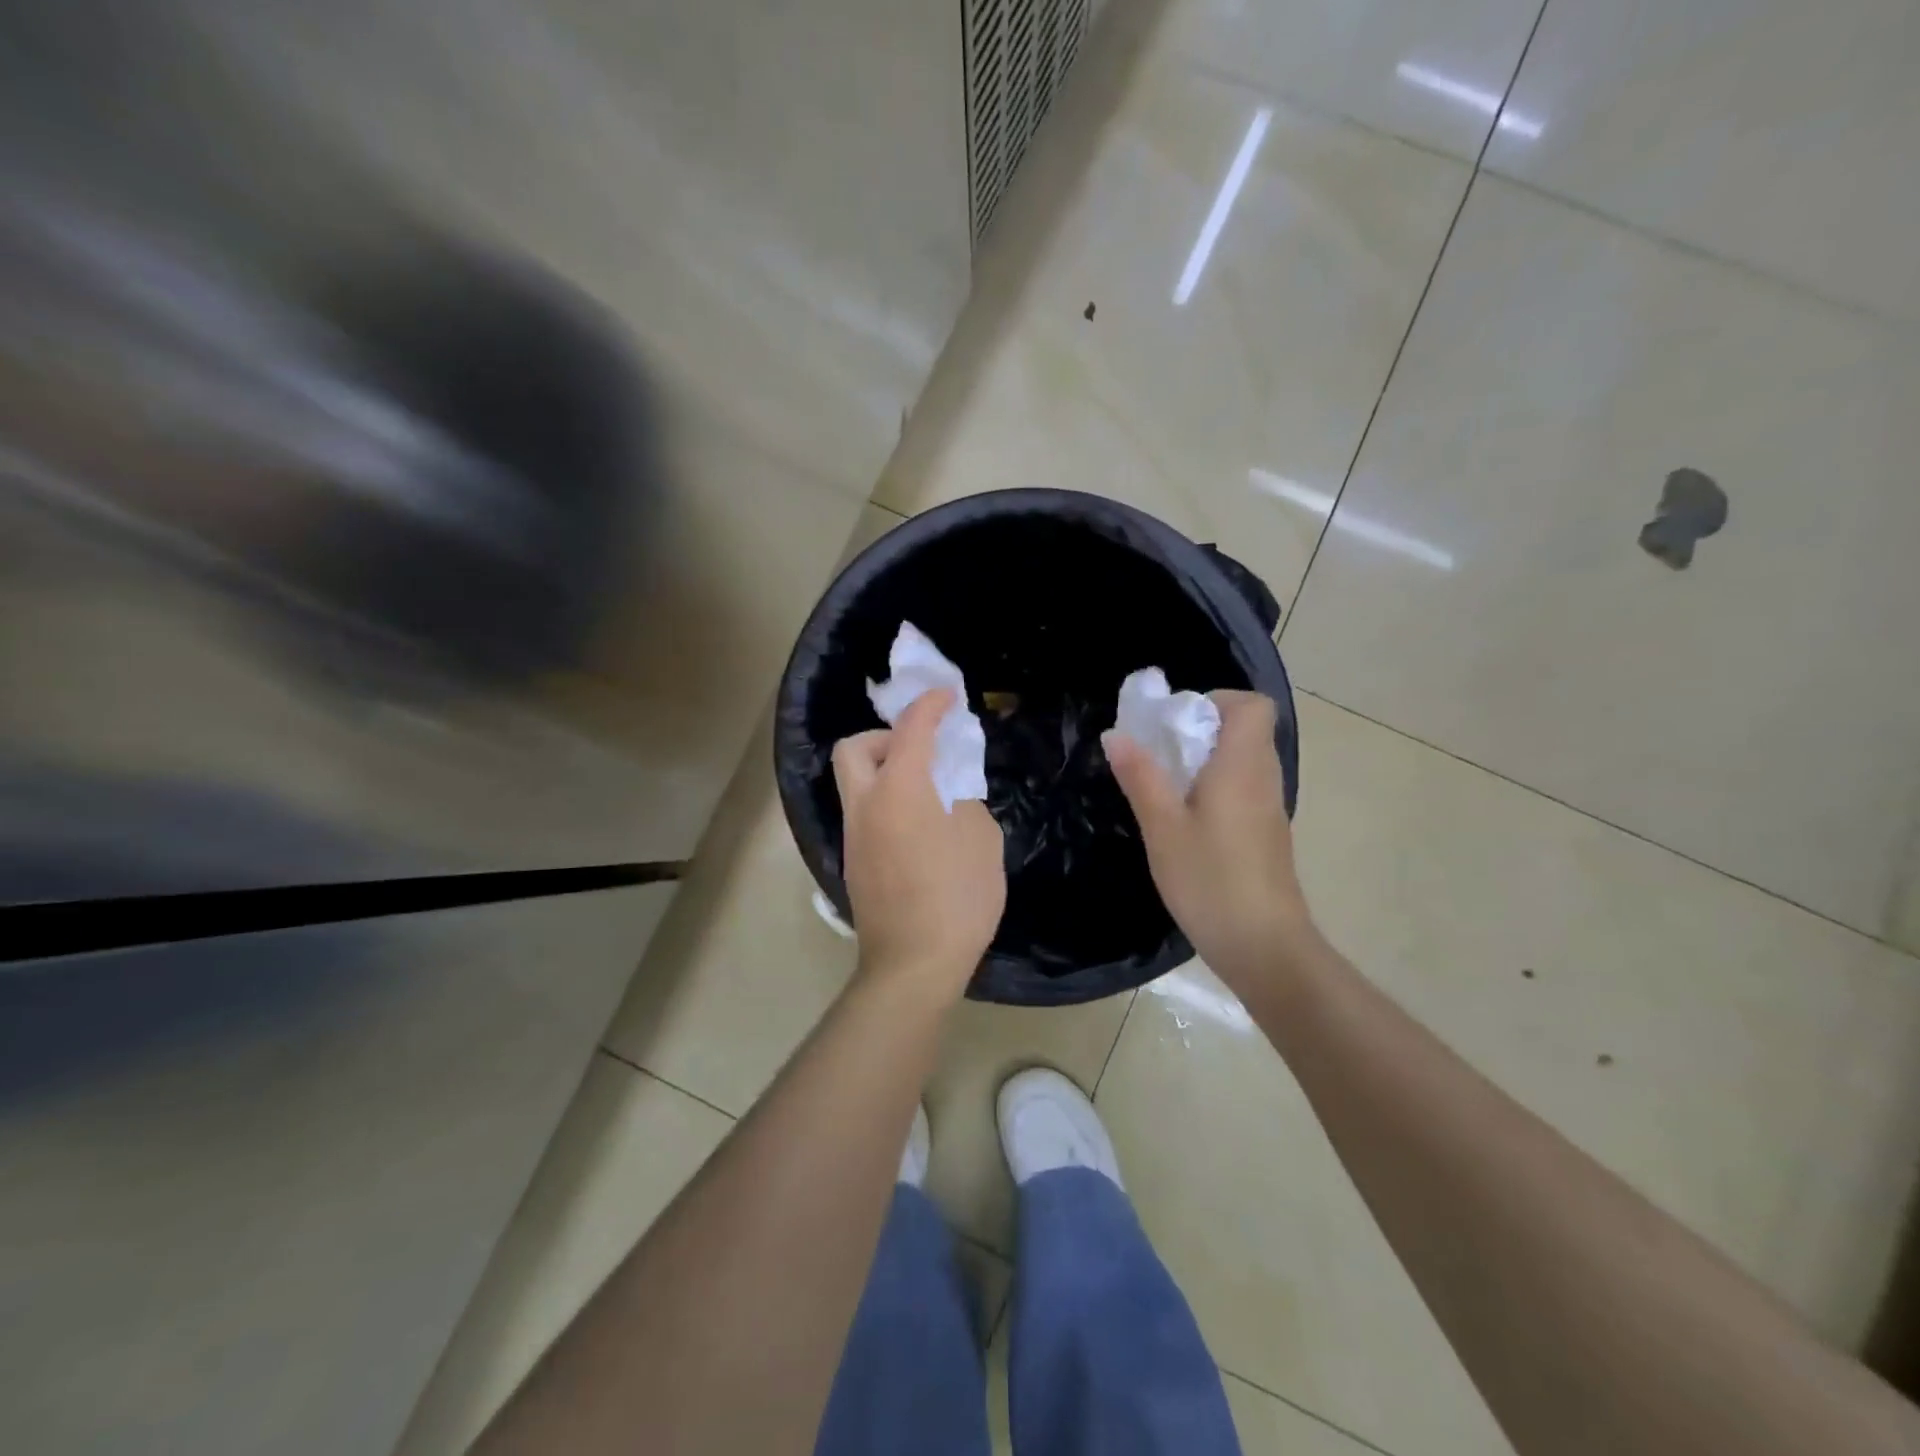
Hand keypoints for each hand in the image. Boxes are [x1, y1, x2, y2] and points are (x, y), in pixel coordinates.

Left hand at [833, 689, 1006, 999]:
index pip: (910, 729)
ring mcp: (853, 836)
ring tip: (924, 792)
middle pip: (853, 748)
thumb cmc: (957, 898)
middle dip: (884, 736)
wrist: (913, 964)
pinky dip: (883, 803)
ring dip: (882, 771)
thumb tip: (950, 797)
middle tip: (919, 752)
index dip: (930, 706)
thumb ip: (965, 804)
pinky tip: (915, 829)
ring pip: (853, 783)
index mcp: (900, 790)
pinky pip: (862, 814)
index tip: (946, 698)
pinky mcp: (853, 863)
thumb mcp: (981, 841)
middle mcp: (866, 805)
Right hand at [1105, 690, 1313, 991]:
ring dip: (1204, 762)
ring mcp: (1269, 810)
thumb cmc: (1210, 880)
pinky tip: (1184, 822)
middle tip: (1158, 754)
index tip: (1176, 723)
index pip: (1253, 706)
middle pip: (1244, 731)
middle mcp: (1264, 780)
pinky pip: (1242, 791)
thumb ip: (1141, 777)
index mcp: (1243, 767)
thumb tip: (1118, 734)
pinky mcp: (1266, 835)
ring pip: (1242, 763)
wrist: (1265, 947)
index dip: (1217, 701)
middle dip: (1199, 731)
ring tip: (1164, 788)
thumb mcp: (1162, 827)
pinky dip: (1214, 790)